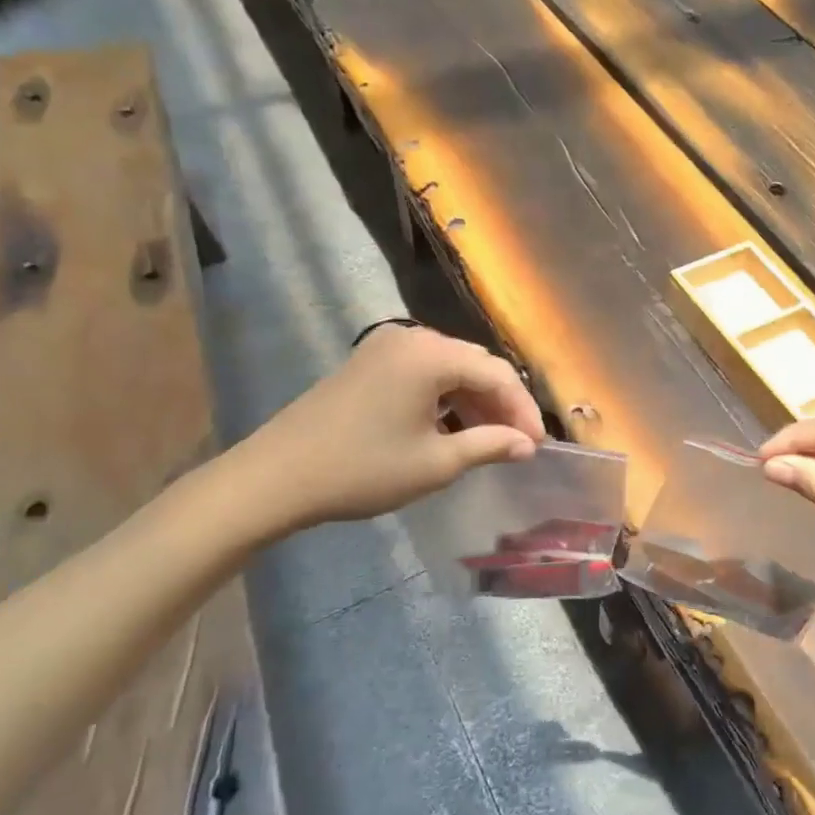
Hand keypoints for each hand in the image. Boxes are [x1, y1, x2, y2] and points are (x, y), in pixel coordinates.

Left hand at [229, 324, 544, 536]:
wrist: (276, 477)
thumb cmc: (363, 470)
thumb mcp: (436, 464)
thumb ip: (489, 445)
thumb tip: (526, 445)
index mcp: (431, 355)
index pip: (497, 374)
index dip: (523, 410)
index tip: (538, 445)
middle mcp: (411, 338)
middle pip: (475, 364)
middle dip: (501, 402)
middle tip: (517, 442)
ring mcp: (385, 347)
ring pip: (449, 367)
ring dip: (474, 400)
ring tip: (489, 438)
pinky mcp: (368, 362)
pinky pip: (423, 371)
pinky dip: (445, 396)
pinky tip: (451, 426)